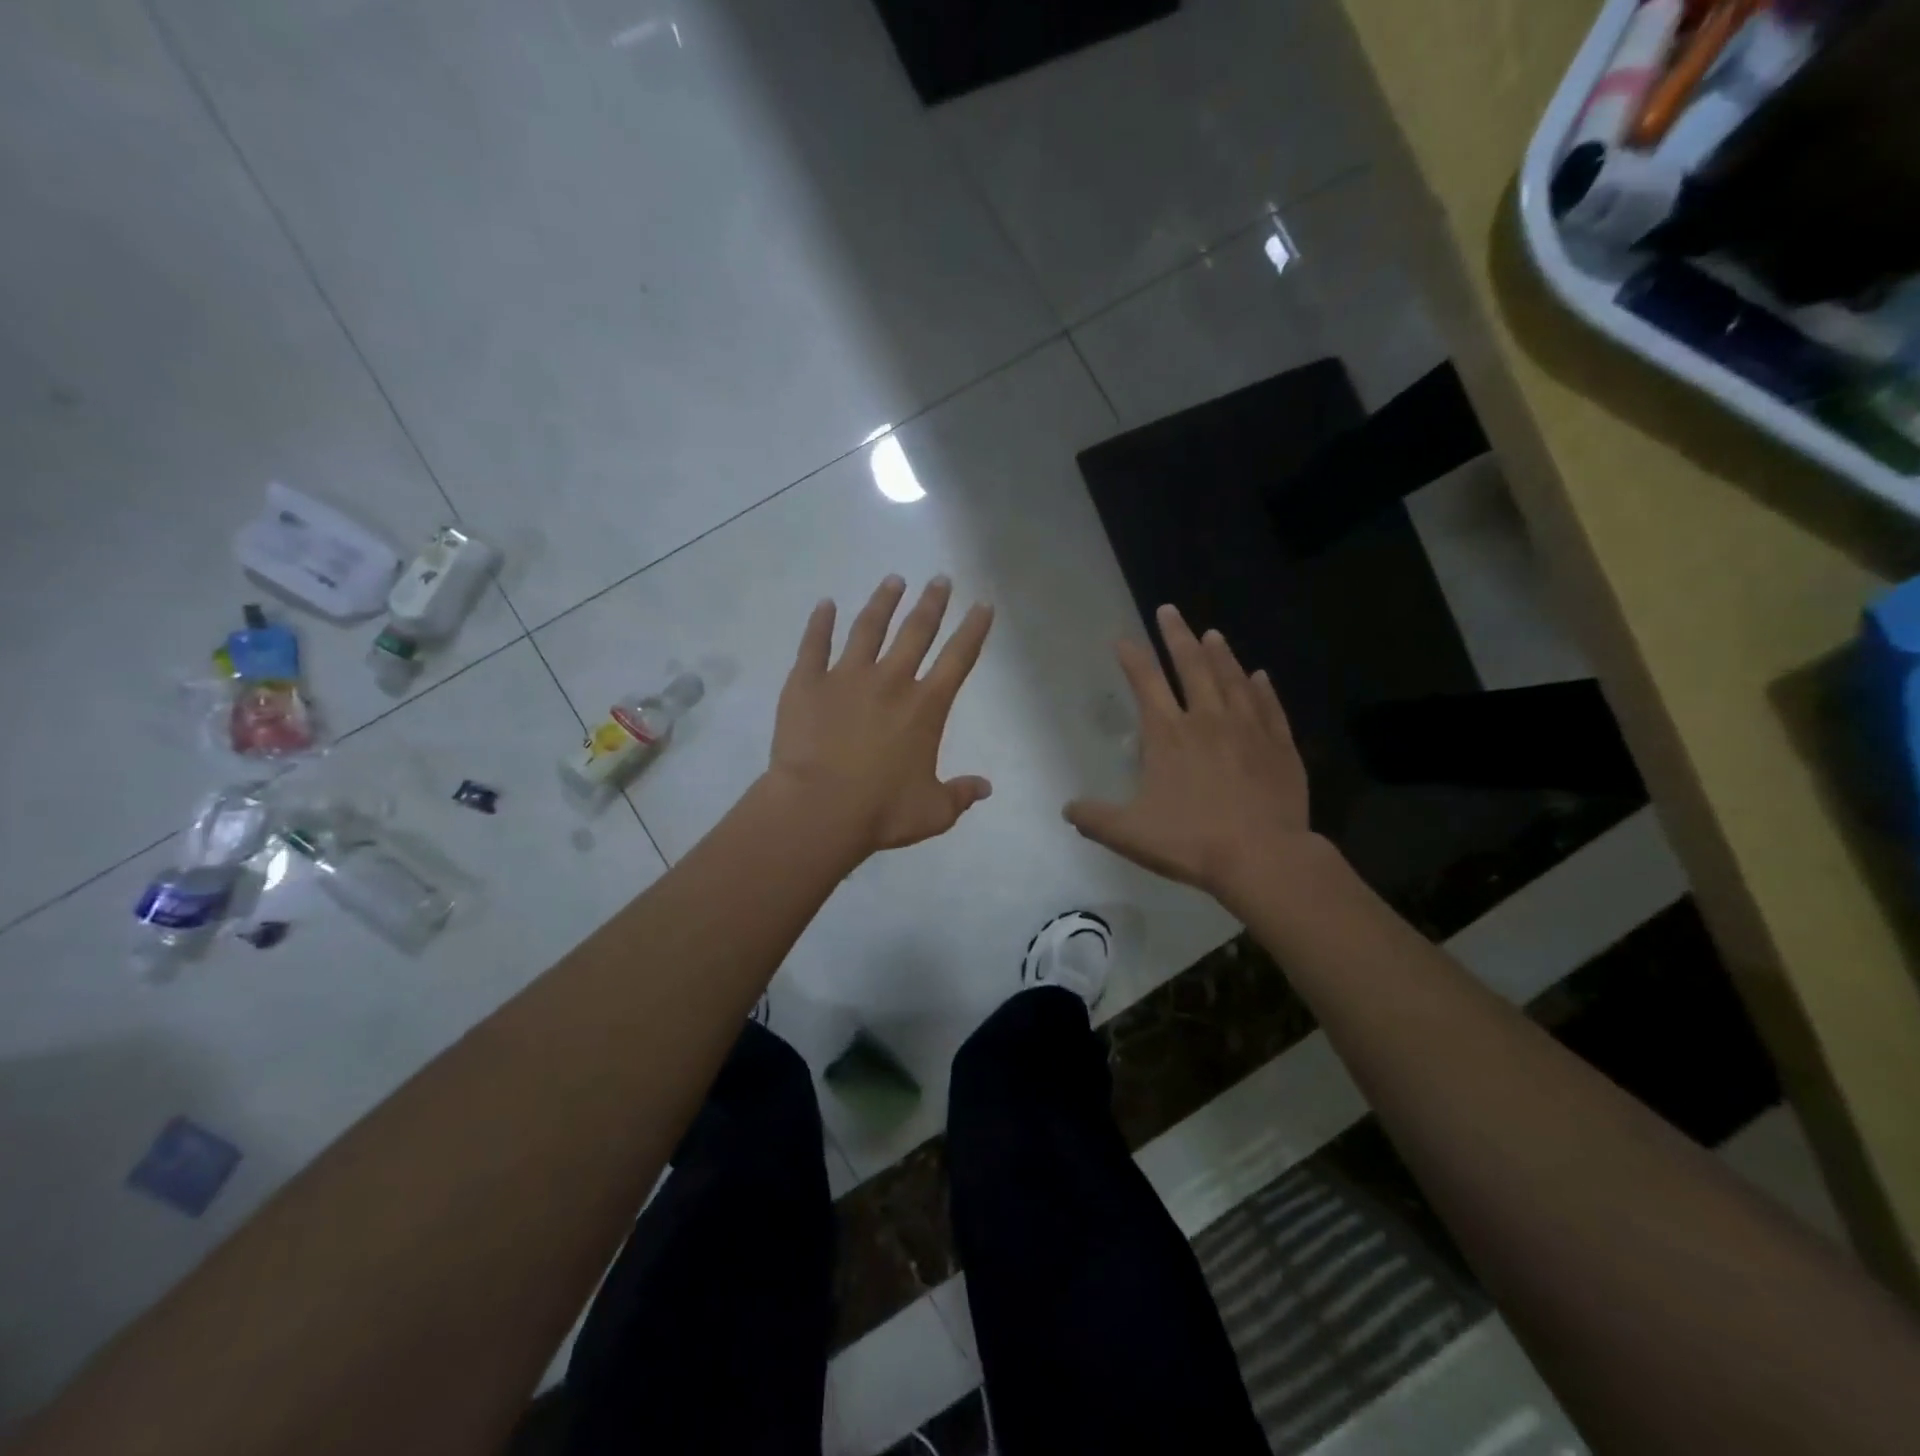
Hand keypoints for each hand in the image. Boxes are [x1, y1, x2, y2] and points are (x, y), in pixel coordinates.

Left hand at [768, 575, 994, 855]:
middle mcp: (890, 681)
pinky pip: (814, 644)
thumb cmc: (881, 812)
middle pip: (916, 631)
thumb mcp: (933, 812)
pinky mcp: (807, 683)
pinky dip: (820, 623)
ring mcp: (846, 677)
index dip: (974, 630)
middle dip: (932, 603)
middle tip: (940, 579)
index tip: (983, 605)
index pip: (958, 659)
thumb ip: (961, 795)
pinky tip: (825, 605)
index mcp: (925, 707)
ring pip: (868, 628)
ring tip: (893, 580)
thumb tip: (985, 788)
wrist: (818, 810)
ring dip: (883, 602)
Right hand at [1065, 605, 1315, 905]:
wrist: (1262, 857)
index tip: (1123, 639)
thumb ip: (1094, 818)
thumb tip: (1067, 809)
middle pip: (1192, 667)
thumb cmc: (1190, 841)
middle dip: (1177, 636)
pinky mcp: (1279, 747)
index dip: (1133, 659)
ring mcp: (1248, 730)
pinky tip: (1259, 675)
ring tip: (1212, 633)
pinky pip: (1269, 707)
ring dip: (1220, 654)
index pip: (1146, 684)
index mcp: (1168, 735)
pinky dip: (1262, 688)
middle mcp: (1207, 721)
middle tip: (1170, 610)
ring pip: (1232, 679)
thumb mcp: (1128, 833)